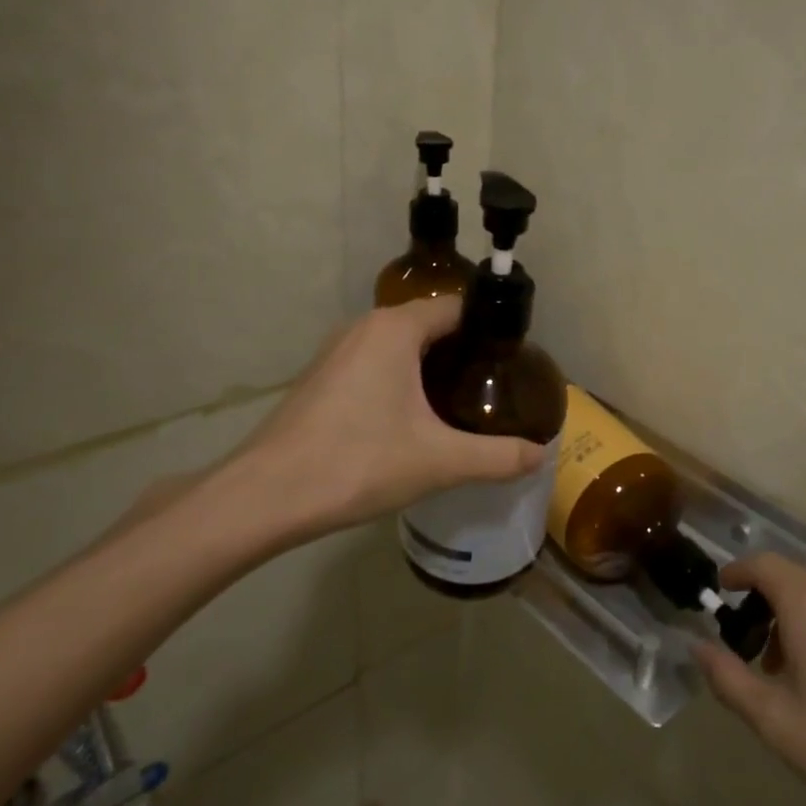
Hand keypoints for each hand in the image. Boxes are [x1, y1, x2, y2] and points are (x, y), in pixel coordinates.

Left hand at [218, 297, 547, 551]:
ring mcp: (336, 352)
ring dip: (431, 367)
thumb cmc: (357, 462)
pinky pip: (375, 364)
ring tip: (462, 403)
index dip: (490, 330)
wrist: (264, 497)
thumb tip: (540, 455)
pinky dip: (401, 379)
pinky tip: (413, 420)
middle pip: (430, 325)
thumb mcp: (439, 462)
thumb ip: (497, 456)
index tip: (514, 361)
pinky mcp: (321, 378)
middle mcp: (365, 327)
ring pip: (400, 346)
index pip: (457, 308)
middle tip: (495, 387)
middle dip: (465, 352)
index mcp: (395, 329)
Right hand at [694, 553, 805, 805]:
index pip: (762, 565)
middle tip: (752, 654)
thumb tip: (696, 646)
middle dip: (765, 605)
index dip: (736, 574)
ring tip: (788, 672)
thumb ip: (728, 677)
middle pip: (791, 578)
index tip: (719, 596)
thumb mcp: (776, 721)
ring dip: (795, 616)